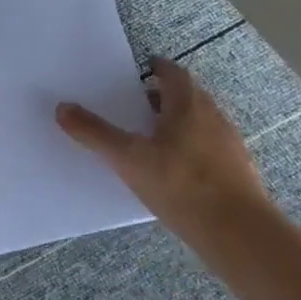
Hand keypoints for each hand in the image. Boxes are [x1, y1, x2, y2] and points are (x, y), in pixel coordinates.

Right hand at [56, 57, 271, 242]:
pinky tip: (174, 171)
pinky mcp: (237, 170)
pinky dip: (190, 148)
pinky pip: (209, 147)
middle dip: (163, 97)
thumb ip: (95, 133)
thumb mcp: (128, 159)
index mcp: (188, 105)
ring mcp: (229, 144)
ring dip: (177, 123)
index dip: (157, 68)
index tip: (141, 70)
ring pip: (200, 122)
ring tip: (150, 139)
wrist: (237, 231)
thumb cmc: (180, 185)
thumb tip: (62, 108)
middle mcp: (213, 117)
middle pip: (188, 96)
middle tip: (136, 105)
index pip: (174, 74)